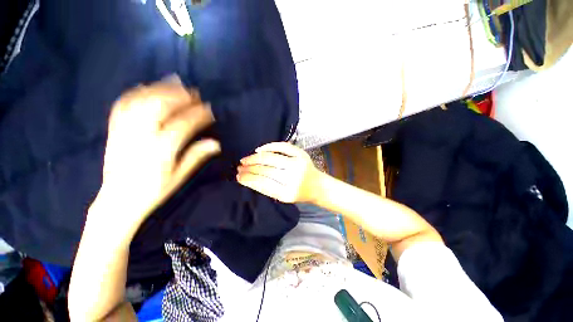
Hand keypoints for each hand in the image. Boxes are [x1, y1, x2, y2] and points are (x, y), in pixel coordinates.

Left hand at [93, 77, 219, 229]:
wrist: (118, 201)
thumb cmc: (153, 191)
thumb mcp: (179, 177)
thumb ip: (196, 157)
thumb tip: (216, 143)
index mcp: (160, 151)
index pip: (183, 125)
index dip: (198, 115)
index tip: (209, 109)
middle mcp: (140, 137)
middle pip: (159, 107)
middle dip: (179, 96)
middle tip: (194, 92)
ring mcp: (124, 131)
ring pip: (141, 102)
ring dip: (159, 89)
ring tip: (175, 83)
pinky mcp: (113, 130)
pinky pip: (122, 105)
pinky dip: (136, 93)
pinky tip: (147, 87)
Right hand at [237, 142, 320, 202]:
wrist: (318, 185)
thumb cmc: (300, 193)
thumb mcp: (283, 197)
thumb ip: (267, 189)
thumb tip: (248, 178)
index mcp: (288, 193)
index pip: (262, 184)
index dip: (248, 179)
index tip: (238, 177)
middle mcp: (294, 177)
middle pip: (265, 170)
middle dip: (249, 168)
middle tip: (239, 167)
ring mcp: (298, 163)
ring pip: (271, 158)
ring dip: (255, 158)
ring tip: (245, 160)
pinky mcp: (301, 154)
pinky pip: (282, 146)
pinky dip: (269, 146)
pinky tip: (259, 150)